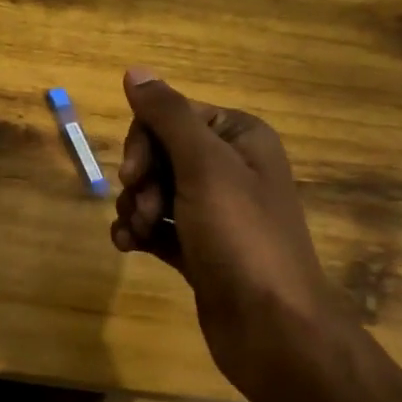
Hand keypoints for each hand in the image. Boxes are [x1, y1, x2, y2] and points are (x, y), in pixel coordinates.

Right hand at [111, 67, 348, 390]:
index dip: (145, 141)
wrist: (272, 329)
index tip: (134, 174)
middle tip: (142, 207)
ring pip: (155, 189)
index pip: (172, 115)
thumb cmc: (241, 237)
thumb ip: (167, 115)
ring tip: (138, 233)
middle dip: (141, 179)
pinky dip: (140, 232)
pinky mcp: (201, 247)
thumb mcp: (204, 166)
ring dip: (136, 208)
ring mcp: (216, 210)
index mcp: (240, 137)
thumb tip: (135, 71)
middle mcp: (230, 167)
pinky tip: (128, 247)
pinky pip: (159, 225)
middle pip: (160, 152)